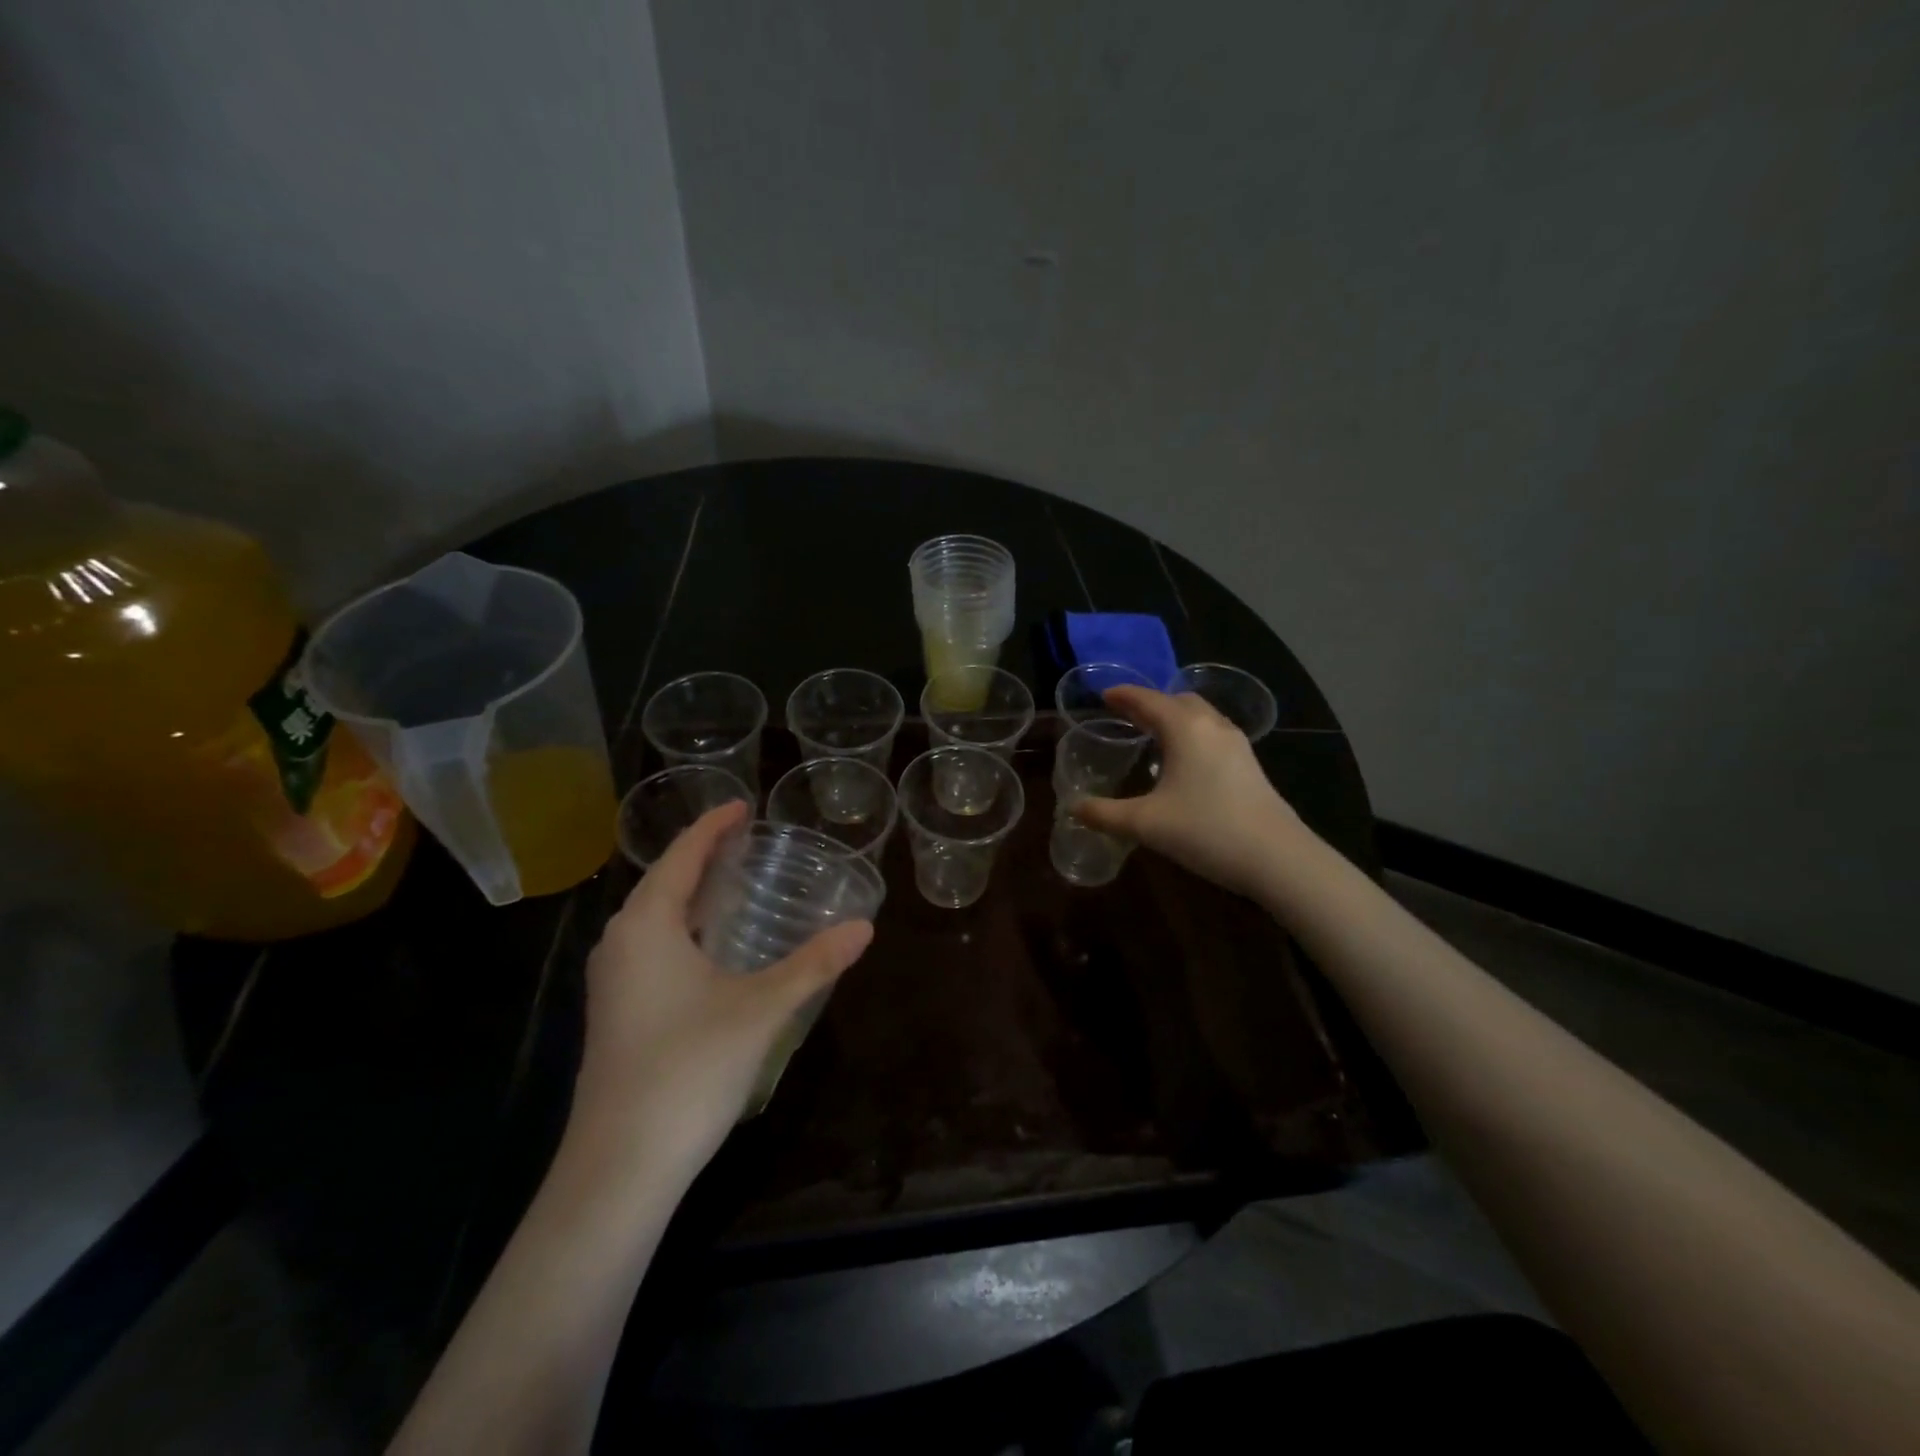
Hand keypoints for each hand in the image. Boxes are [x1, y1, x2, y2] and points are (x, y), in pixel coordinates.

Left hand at [568, 801, 873, 1180]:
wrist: (619, 1167)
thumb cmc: (688, 1068)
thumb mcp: (761, 1009)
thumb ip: (814, 964)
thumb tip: (864, 927)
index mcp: (647, 925)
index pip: (682, 856)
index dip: (713, 827)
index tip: (743, 805)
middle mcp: (620, 943)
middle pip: (663, 882)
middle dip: (702, 857)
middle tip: (746, 842)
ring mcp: (612, 982)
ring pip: (654, 919)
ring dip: (691, 896)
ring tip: (734, 885)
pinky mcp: (615, 1014)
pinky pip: (650, 948)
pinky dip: (683, 929)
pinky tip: (712, 949)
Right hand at [1073, 686, 1308, 899]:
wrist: (1278, 857)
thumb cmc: (1206, 830)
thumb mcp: (1146, 824)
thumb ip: (1105, 814)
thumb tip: (1073, 808)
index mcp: (1185, 728)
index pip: (1148, 700)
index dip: (1123, 695)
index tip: (1103, 695)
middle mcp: (1212, 726)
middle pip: (1178, 701)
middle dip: (1150, 703)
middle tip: (1125, 715)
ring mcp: (1236, 744)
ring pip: (1200, 716)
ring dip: (1174, 717)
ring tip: (1151, 734)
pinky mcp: (1249, 765)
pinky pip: (1212, 734)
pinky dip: (1191, 734)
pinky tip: (1182, 761)